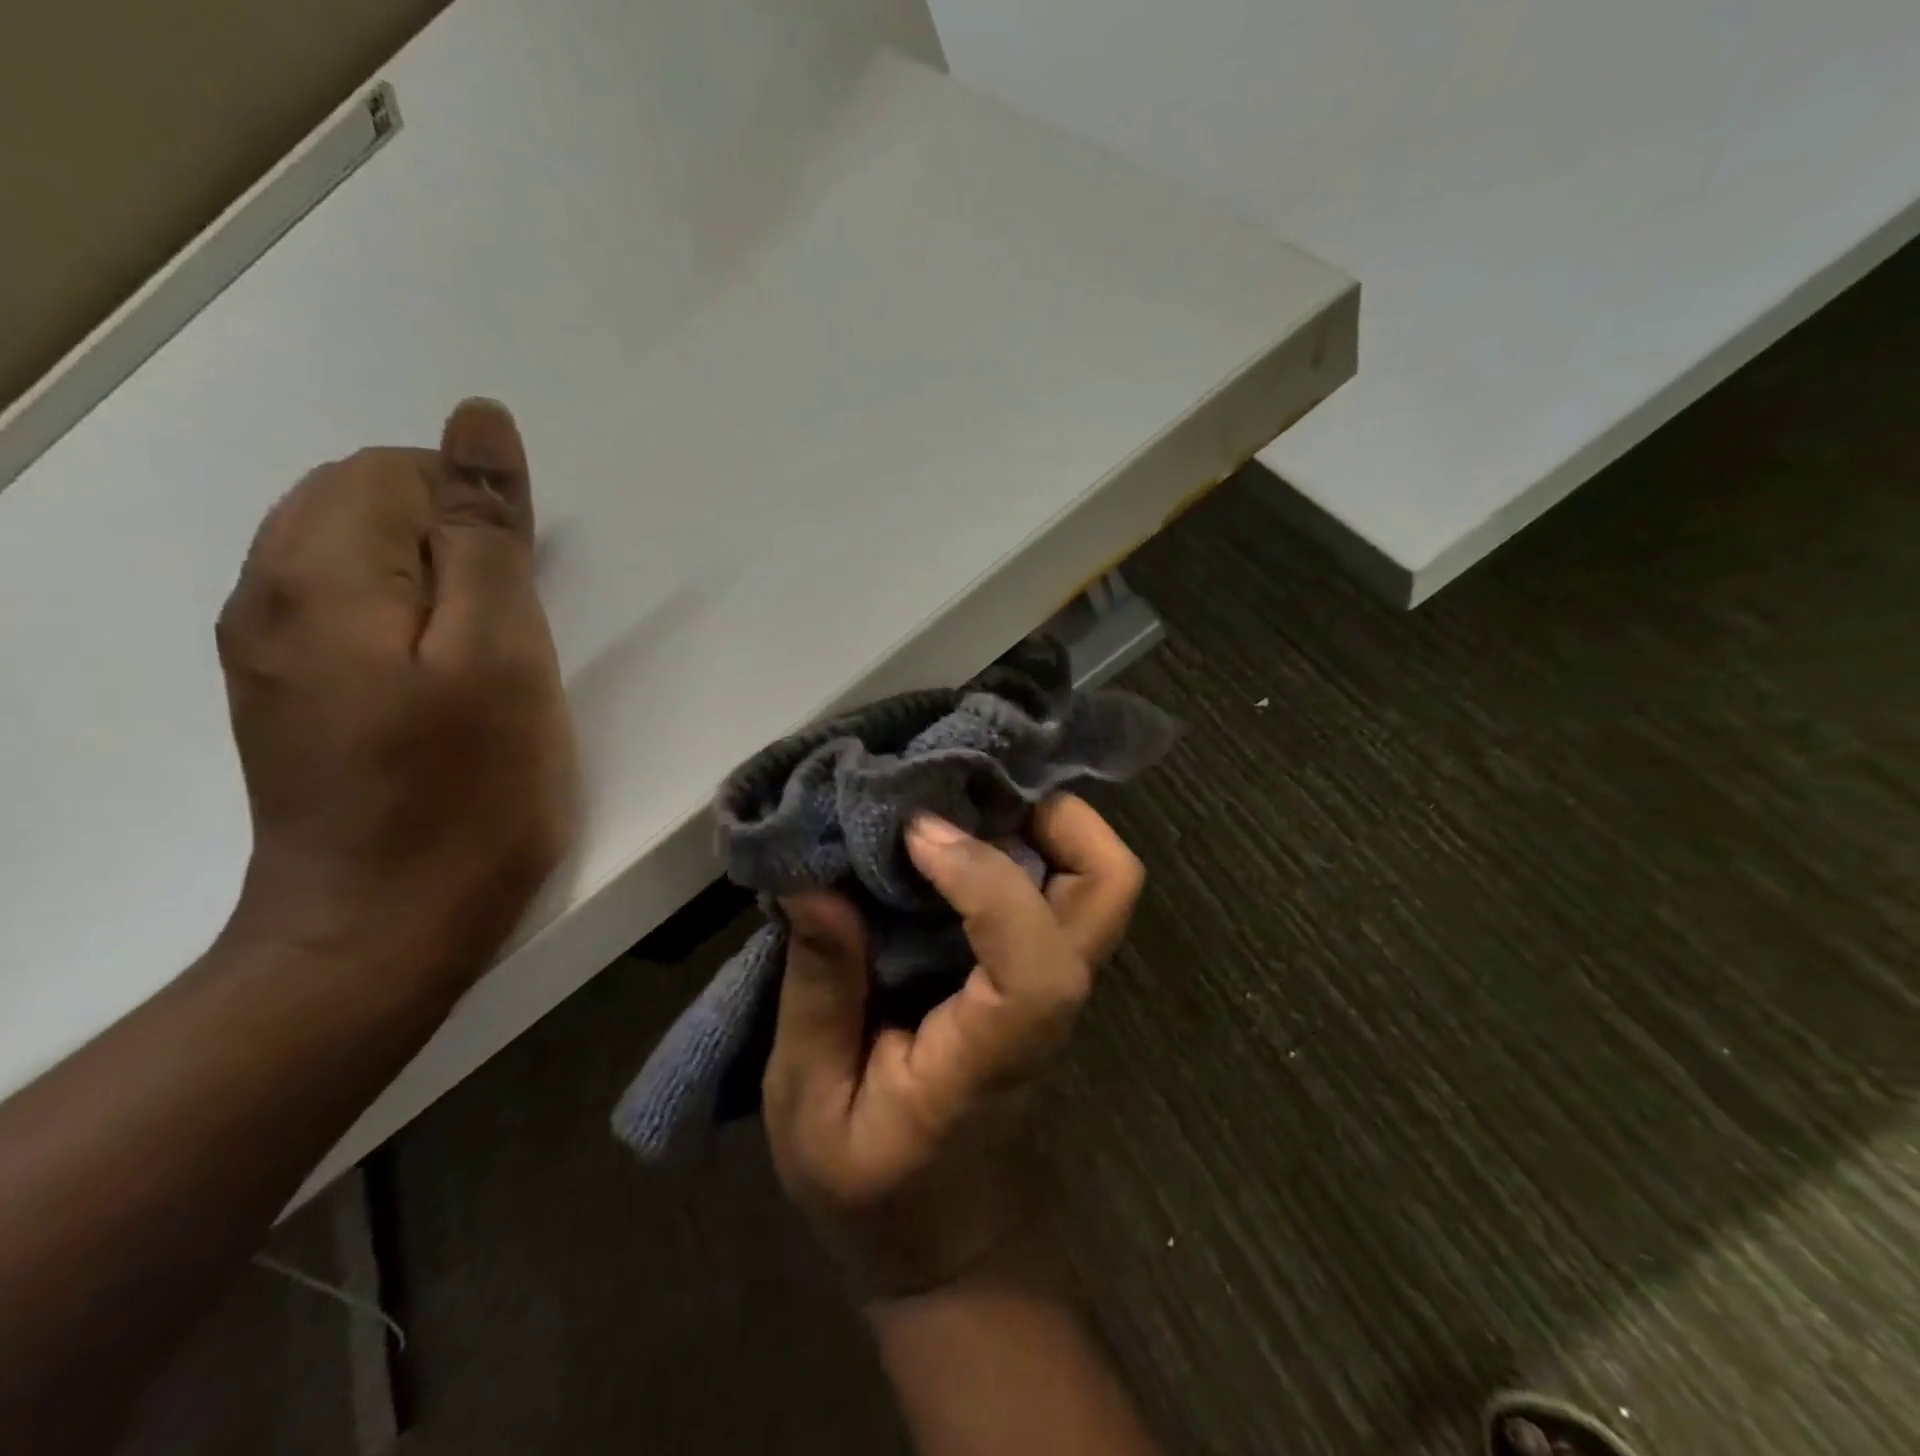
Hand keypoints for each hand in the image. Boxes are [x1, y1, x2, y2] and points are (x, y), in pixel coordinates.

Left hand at [215, 399, 575, 996]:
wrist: (382, 930)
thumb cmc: (467, 793)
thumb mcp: (504, 654)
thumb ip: (488, 533)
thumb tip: (479, 422)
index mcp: (321, 572)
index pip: (396, 471)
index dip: (479, 516)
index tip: (524, 600)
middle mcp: (266, 595)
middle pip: (362, 503)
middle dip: (454, 544)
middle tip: (511, 636)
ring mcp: (266, 652)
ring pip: (355, 559)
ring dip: (435, 586)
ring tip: (485, 664)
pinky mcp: (286, 698)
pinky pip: (345, 614)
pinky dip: (406, 623)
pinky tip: (441, 687)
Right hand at [762, 794, 1143, 1297]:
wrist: (947, 1241)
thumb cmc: (874, 1193)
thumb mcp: (810, 1108)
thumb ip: (820, 996)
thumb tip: (814, 883)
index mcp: (995, 1057)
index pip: (1039, 966)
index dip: (989, 881)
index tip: (915, 836)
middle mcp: (1047, 1008)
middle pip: (1109, 893)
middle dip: (1058, 817)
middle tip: (969, 785)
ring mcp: (1054, 986)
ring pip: (1096, 880)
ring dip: (1043, 819)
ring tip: (959, 792)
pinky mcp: (1038, 973)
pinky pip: (1057, 887)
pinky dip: (1025, 838)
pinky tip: (958, 825)